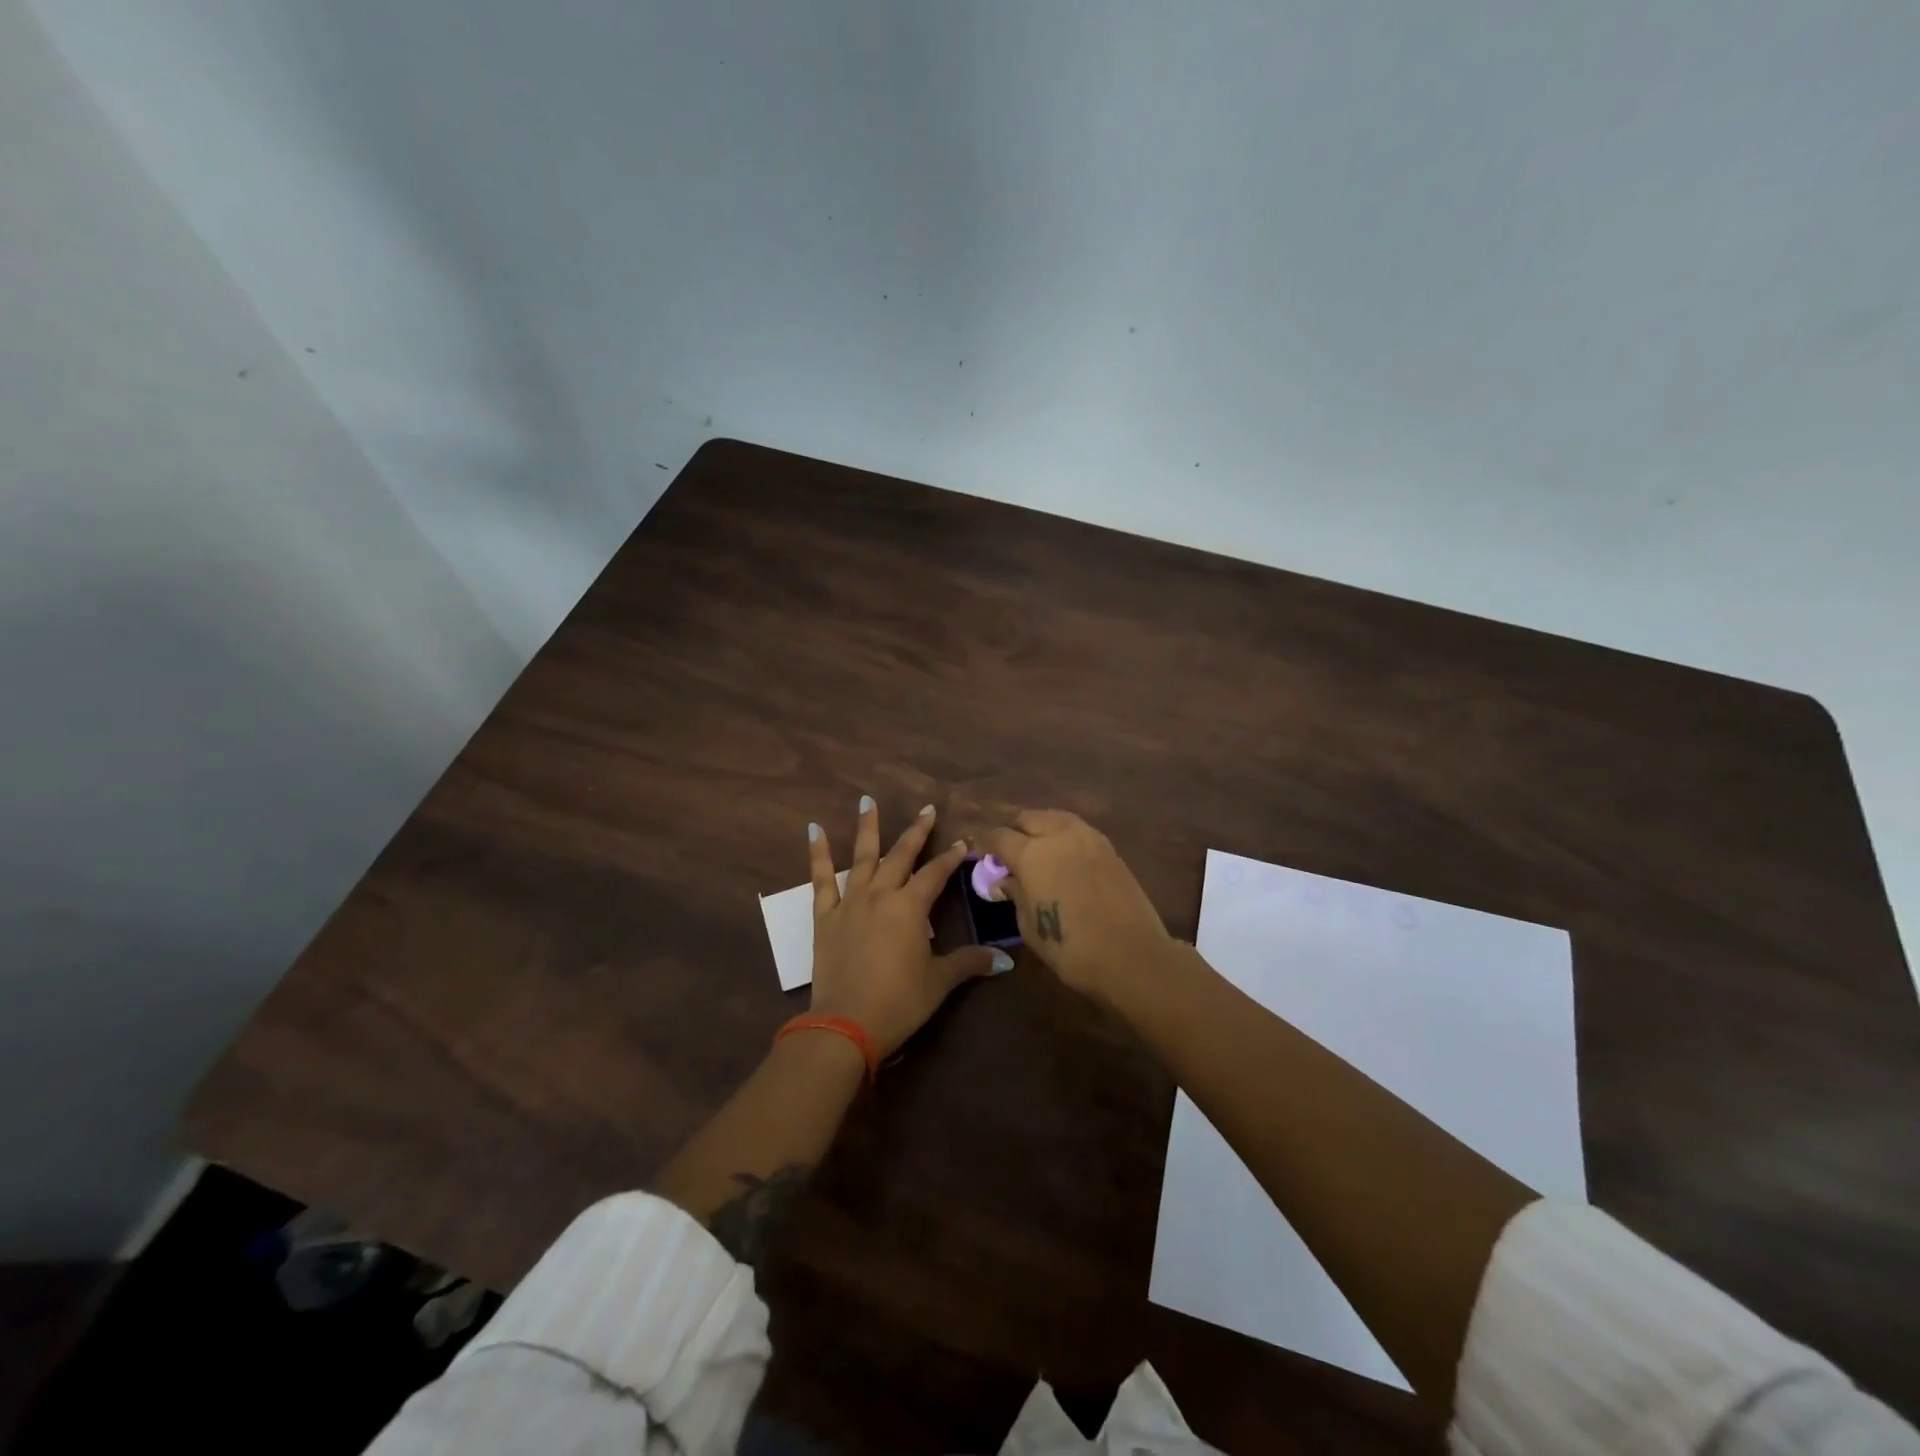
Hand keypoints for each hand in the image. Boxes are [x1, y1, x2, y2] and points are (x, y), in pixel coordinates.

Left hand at [808, 798, 1008, 1056]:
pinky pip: (821, 879)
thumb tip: (1005, 960)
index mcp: (911, 907)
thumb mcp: (939, 982)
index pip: (936, 874)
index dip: (951, 857)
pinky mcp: (825, 916)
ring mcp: (850, 902)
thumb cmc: (899, 1002)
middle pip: (901, 856)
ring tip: (867, 800)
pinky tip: (815, 830)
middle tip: (927, 809)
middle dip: (917, 832)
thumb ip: (969, 962)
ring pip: (861, 857)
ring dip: (867, 828)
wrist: (846, 1024)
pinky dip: (818, 854)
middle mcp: (881, 895)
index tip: (962, 842)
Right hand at [980, 810, 1175, 1004]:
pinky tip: (1063, 856)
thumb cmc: (1070, 947)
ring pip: (1055, 817)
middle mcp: (1058, 835)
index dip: (985, 844)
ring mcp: (1088, 837)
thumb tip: (1004, 880)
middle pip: (1028, 818)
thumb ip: (1015, 894)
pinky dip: (1064, 836)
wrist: (1131, 955)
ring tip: (1037, 850)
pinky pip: (1078, 830)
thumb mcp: (1029, 926)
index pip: (999, 836)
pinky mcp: (1109, 848)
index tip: (980, 855)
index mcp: (1031, 853)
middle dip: (1014, 831)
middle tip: (1009, 853)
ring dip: (1041, 828)